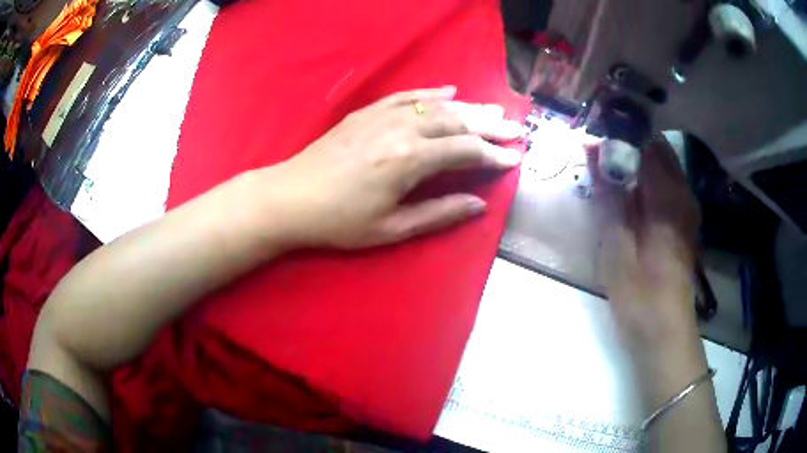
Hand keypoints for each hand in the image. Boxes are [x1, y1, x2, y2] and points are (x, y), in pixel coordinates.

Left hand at [255, 87, 523, 248]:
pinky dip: (430, 93)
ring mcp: (382, 116)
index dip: (493, 154)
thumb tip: (479, 205)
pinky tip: (448, 91)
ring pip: (435, 106)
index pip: (465, 151)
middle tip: (515, 127)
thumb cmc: (340, 221)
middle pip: (457, 121)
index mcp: (410, 160)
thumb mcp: (392, 228)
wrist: (291, 197)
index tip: (515, 157)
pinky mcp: (367, 112)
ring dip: (468, 107)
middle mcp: (402, 129)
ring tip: (493, 108)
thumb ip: (439, 214)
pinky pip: (406, 96)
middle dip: (489, 125)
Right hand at [591, 138, 700, 344]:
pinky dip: (650, 180)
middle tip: (601, 151)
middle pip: (659, 151)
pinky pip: (669, 186)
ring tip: (612, 168)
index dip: (620, 135)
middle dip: (631, 144)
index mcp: (668, 200)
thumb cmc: (640, 297)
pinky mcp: (686, 224)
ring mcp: (687, 210)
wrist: (666, 334)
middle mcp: (683, 196)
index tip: (595, 134)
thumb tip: (596, 156)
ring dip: (639, 161)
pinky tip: (631, 192)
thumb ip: (610, 199)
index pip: (646, 146)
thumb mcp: (617, 251)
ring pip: (666, 167)